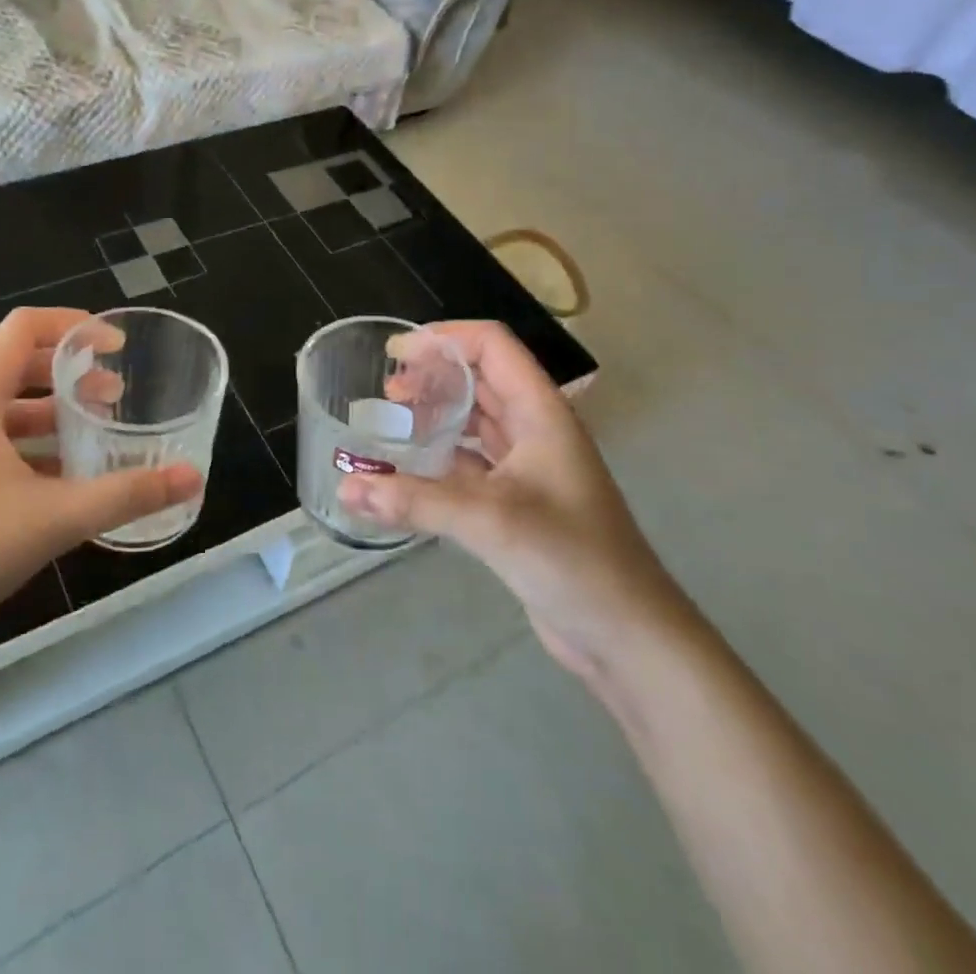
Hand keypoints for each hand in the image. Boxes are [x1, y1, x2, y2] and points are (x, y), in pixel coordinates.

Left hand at [0, 307, 201, 686]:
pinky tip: (65, 479)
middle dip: (71, 372)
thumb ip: (125, 496)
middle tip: (117, 394)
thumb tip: (193, 479)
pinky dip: (34, 446)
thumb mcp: (51, 521)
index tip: (117, 346)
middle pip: (17, 364)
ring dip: (54, 412)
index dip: (73, 325)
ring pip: (8, 408)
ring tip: (99, 431)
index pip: (22, 329)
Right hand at [340, 320, 689, 681]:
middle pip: (481, 378)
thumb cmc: (574, 561)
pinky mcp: (518, 502)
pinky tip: (411, 470)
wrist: (628, 637)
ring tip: (393, 421)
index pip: (492, 346)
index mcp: (542, 413)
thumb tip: (346, 488)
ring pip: (476, 421)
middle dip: (434, 375)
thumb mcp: (493, 522)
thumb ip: (417, 501)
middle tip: (387, 392)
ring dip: (437, 413)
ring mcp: (529, 467)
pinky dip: (441, 456)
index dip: (444, 338)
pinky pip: (472, 462)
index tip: (395, 354)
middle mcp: (536, 430)